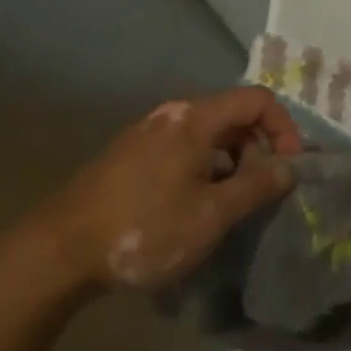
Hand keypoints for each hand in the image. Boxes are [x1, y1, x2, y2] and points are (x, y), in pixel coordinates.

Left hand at [34, 87, 301, 294]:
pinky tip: (197, 205)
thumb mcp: (211, 214)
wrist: (60, 251)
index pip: (257, 100)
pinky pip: (184, 148)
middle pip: (233, 114)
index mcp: (195, 118)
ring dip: (232, 161)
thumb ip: (257, 187)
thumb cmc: (145, 227)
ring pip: (208, 134)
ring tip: (232, 203)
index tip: (291, 166)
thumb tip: (291, 168)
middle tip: (262, 191)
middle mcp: (173, 115)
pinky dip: (206, 167)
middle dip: (259, 147)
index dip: (284, 127)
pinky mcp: (131, 155)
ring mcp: (148, 133)